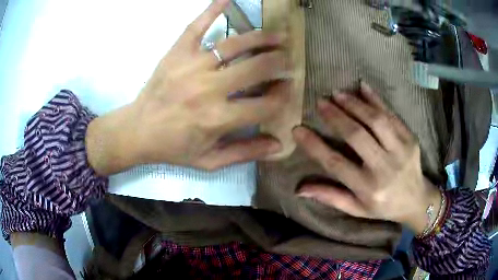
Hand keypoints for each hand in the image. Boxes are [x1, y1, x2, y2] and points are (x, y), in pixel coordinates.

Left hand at [86, 0, 288, 174]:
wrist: (137, 131)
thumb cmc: (174, 147)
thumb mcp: (209, 160)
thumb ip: (245, 152)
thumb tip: (279, 144)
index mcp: (218, 119)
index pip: (265, 104)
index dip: (282, 97)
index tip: (288, 90)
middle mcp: (208, 89)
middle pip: (256, 69)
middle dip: (279, 64)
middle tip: (288, 61)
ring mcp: (191, 66)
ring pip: (235, 44)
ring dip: (262, 38)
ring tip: (278, 36)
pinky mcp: (176, 52)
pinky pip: (197, 26)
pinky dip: (212, 10)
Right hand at [293, 82, 441, 234]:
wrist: (417, 201)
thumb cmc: (383, 206)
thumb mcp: (356, 209)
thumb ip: (331, 196)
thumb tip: (300, 189)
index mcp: (368, 189)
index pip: (336, 164)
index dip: (314, 146)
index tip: (297, 129)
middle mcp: (384, 169)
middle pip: (356, 136)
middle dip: (335, 116)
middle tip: (320, 102)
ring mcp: (400, 151)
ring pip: (375, 120)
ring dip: (354, 104)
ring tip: (337, 94)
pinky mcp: (410, 139)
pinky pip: (392, 115)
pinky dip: (376, 99)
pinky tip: (362, 86)